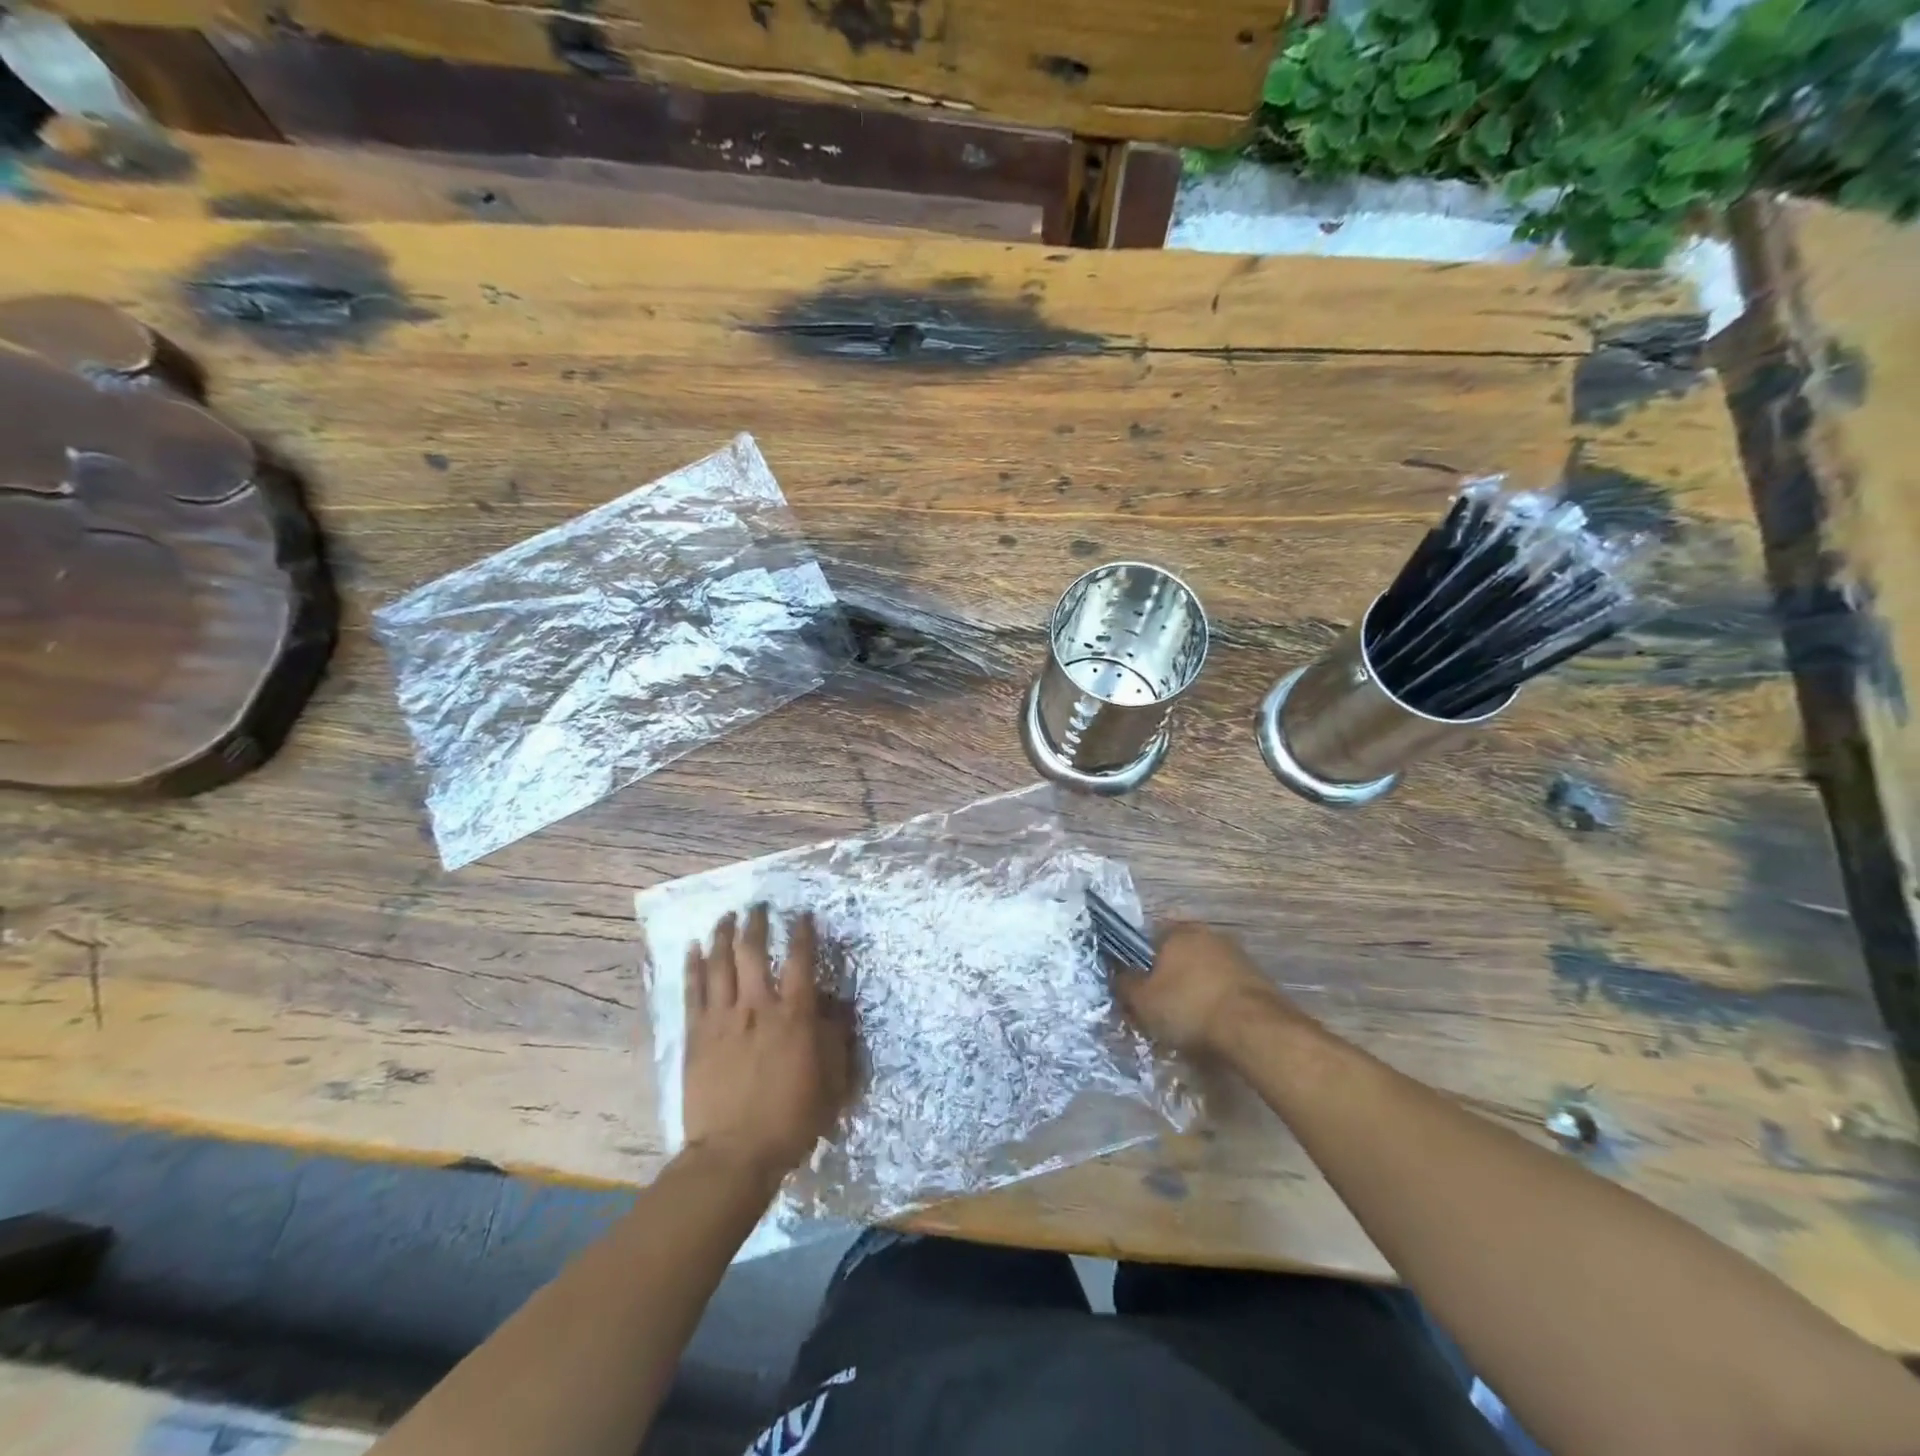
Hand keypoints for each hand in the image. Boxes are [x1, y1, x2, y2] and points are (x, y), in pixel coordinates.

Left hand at [681, 905, 854, 1179]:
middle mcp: (758, 1007)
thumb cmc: (791, 1119)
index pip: (801, 961)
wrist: (733, 1154)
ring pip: (720, 964)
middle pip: (754, 952)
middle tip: (758, 906)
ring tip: (726, 916)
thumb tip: (838, 1005)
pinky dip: (693, 966)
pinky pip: (693, 991)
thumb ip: (836, 1039)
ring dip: (723, 935)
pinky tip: (692, 949)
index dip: (803, 933)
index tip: (803, 915)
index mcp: (794, 1016)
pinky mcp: (696, 1035)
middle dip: (757, 923)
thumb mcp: (832, 1083)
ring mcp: (723, 1019)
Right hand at [1114, 921, 1294, 1054]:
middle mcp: (1208, 935)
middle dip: (1167, 980)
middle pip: (1177, 957)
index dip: (1138, 965)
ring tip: (1186, 1026)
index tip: (1137, 990)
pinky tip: (1212, 1030)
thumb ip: (1124, 983)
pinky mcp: (1258, 981)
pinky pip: (1224, 990)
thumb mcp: (1142, 1000)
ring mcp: (1237, 956)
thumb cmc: (1189, 1007)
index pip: (1148, 939)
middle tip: (1159, 1011)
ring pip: (1202, 974)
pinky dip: (1216, 1005)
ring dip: (1193, 993)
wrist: (1255, 1030)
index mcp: (1178, 931)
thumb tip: (1118, 973)